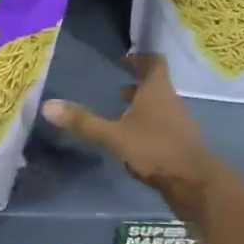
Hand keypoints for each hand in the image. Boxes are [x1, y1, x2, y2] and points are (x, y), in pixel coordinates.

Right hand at [41, 53, 217, 211]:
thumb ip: (84, 122)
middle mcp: (172, 103)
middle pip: (157, 87)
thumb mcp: (114, 136)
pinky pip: (164, 129)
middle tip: (118, 89)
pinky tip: (135, 145)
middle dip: (137, 87)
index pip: (154, 63)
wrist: (195, 184)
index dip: (140, 59)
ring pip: (160, 109)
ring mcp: (180, 125)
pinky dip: (149, 130)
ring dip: (143, 109)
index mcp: (157, 91)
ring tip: (122, 117)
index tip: (124, 61)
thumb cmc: (155, 149)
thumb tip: (48, 105)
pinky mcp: (182, 146)